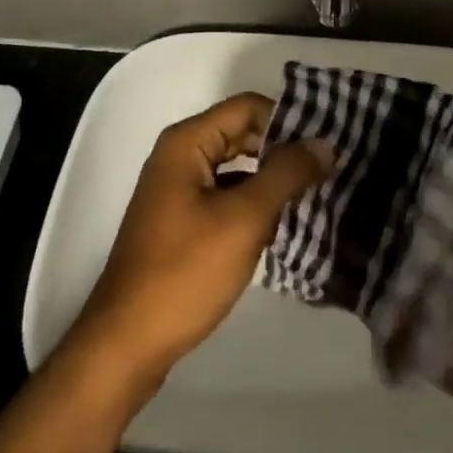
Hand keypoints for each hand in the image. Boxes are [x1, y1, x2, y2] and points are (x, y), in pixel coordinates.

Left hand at [68, 93, 329, 392]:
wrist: (126, 344)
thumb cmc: (185, 272)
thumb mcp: (245, 219)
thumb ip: (286, 174)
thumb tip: (324, 143)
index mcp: (187, 142)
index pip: (248, 107)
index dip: (287, 120)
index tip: (324, 144)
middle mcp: (179, 155)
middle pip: (241, 133)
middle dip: (282, 149)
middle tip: (327, 168)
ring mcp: (177, 189)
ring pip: (235, 166)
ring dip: (270, 178)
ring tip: (314, 193)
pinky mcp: (180, 221)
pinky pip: (225, 194)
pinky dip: (253, 202)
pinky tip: (281, 223)